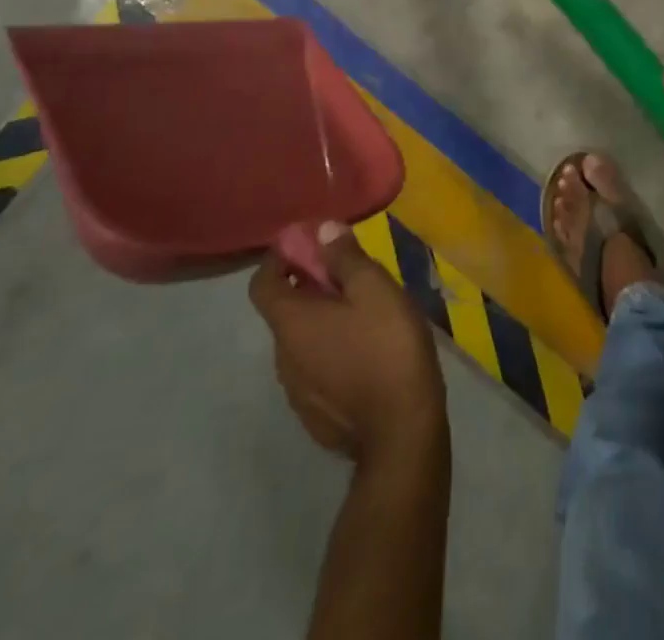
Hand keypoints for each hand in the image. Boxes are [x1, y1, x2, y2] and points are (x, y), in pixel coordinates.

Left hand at [248, 223, 446, 464]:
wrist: (402, 434)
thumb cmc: (387, 349)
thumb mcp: (374, 289)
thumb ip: (345, 257)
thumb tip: (322, 230)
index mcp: (291, 324)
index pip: (261, 283)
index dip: (279, 258)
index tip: (308, 243)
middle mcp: (283, 357)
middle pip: (284, 311)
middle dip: (309, 286)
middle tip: (349, 275)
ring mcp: (297, 391)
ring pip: (301, 342)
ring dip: (322, 320)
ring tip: (363, 313)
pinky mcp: (315, 415)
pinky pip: (315, 369)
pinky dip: (330, 350)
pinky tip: (366, 352)